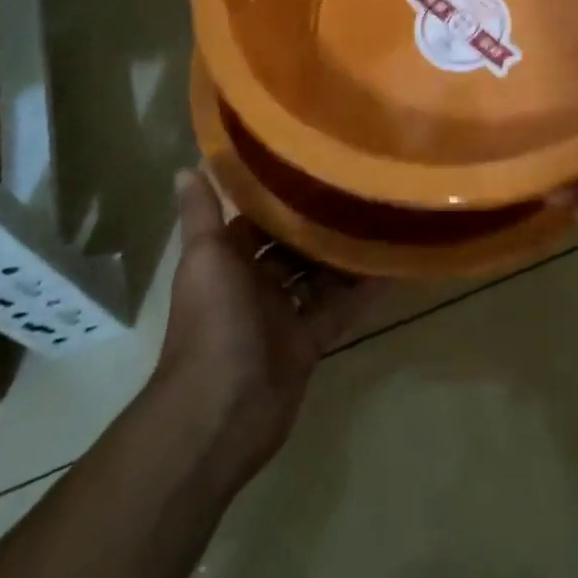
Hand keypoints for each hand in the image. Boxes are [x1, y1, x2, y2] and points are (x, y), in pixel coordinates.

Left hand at [157, 170, 378, 480]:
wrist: (220, 412)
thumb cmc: (212, 322)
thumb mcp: (205, 258)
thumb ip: (202, 214)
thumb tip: (185, 165)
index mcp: (229, 261)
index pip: (258, 220)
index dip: (282, 196)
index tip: (316, 165)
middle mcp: (255, 285)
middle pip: (292, 247)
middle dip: (319, 224)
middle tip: (359, 188)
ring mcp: (283, 316)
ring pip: (318, 276)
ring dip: (343, 255)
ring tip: (382, 218)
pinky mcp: (308, 343)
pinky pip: (338, 310)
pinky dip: (361, 293)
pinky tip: (391, 268)